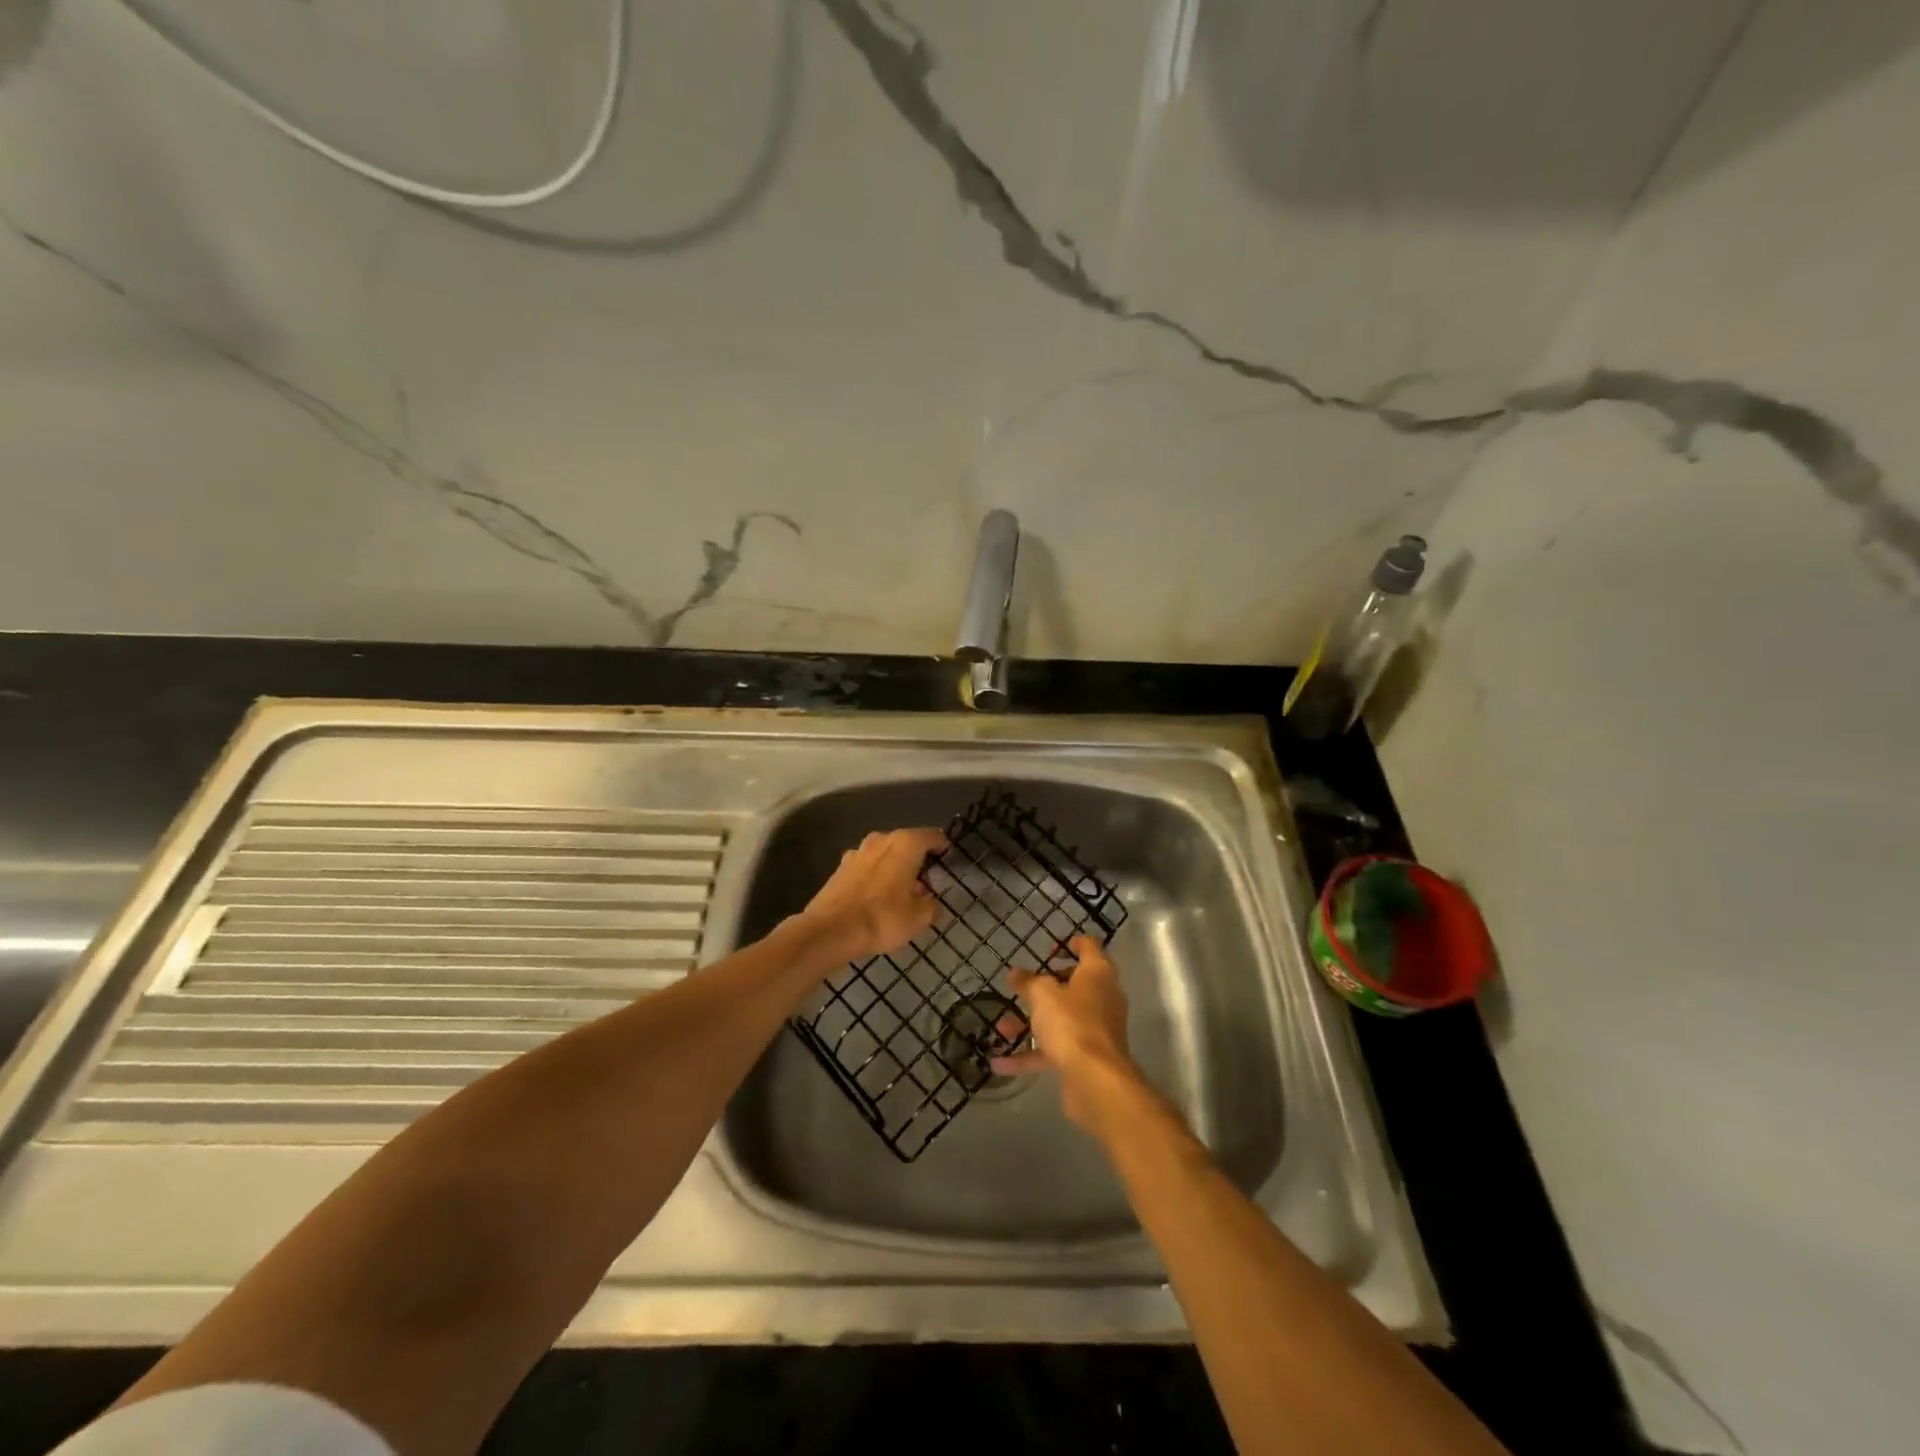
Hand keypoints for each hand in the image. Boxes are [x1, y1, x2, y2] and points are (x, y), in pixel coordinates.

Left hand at [801, 827, 946, 961]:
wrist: (830, 930)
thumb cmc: (882, 918)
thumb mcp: (918, 918)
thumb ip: (931, 906)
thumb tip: (931, 902)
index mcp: (905, 844)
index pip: (931, 836)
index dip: (941, 845)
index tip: (947, 855)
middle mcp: (881, 839)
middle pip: (905, 843)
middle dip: (916, 857)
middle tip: (925, 878)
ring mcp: (857, 852)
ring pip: (884, 854)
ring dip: (893, 866)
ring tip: (900, 889)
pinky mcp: (840, 868)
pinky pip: (866, 866)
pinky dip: (875, 876)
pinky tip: (876, 896)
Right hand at [990, 936, 1141, 1131]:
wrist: (1096, 1081)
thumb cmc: (1071, 1023)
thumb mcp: (1042, 995)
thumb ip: (1027, 982)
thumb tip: (1015, 973)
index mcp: (1097, 974)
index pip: (1089, 947)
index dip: (1070, 944)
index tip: (1049, 949)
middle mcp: (1102, 998)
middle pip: (1074, 985)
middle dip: (1045, 987)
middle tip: (1023, 987)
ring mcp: (1096, 1030)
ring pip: (1061, 1019)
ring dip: (1031, 1023)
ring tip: (1002, 1028)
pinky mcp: (1087, 1058)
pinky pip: (1055, 1049)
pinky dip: (1030, 1054)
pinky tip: (1000, 1063)